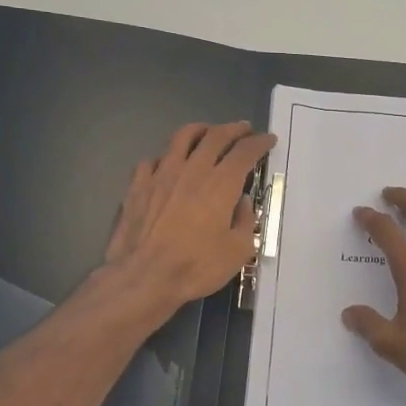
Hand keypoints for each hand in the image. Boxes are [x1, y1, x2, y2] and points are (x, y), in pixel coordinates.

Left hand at [102, 120, 275, 315]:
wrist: (143, 277)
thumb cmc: (196, 267)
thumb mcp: (238, 251)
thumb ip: (245, 221)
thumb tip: (240, 203)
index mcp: (221, 184)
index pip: (245, 152)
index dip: (259, 142)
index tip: (268, 139)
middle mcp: (192, 170)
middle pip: (215, 136)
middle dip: (233, 129)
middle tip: (243, 129)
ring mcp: (162, 174)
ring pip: (182, 137)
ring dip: (200, 130)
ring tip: (207, 132)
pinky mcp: (138, 185)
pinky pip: (153, 160)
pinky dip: (166, 157)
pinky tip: (168, 164)